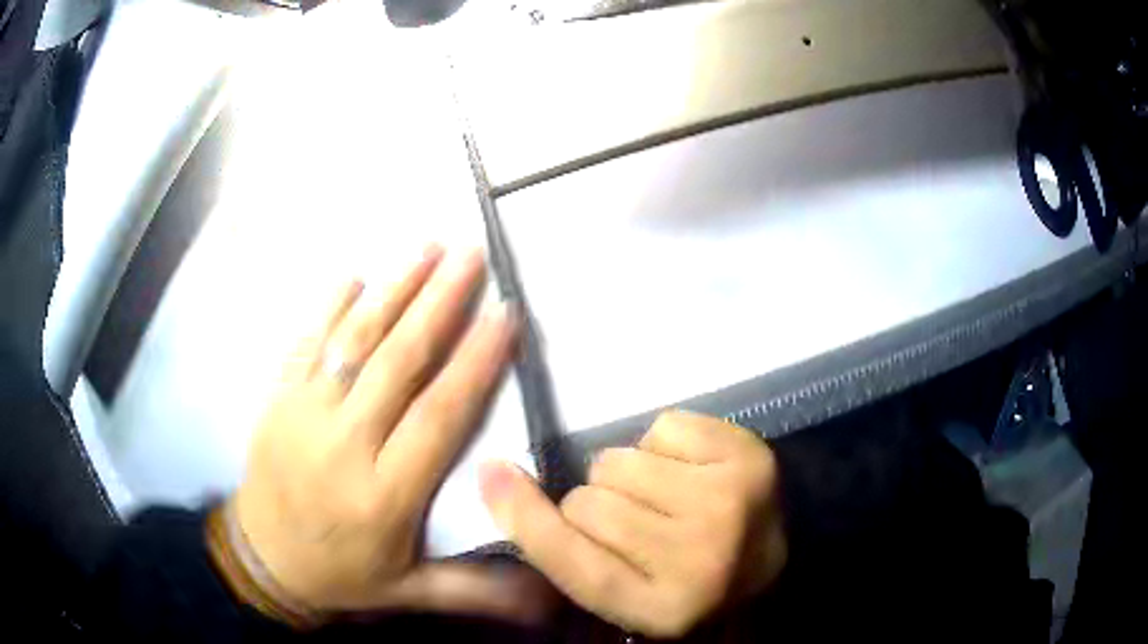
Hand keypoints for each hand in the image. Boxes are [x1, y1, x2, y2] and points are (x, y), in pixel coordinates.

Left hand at [231, 247, 548, 622]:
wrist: (262, 560)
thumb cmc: (342, 575)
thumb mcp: (411, 594)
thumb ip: (477, 591)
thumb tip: (547, 595)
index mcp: (383, 494)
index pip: (437, 417)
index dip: (474, 363)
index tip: (505, 315)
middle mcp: (344, 445)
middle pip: (396, 363)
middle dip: (438, 303)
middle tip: (471, 255)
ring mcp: (303, 415)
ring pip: (352, 343)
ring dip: (391, 291)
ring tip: (426, 248)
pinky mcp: (277, 401)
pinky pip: (305, 345)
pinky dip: (329, 308)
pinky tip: (354, 276)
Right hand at [479, 410, 786, 637]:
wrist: (768, 564)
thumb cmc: (686, 585)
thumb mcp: (624, 596)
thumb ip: (567, 557)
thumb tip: (497, 479)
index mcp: (661, 609)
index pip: (572, 557)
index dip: (525, 517)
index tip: (493, 475)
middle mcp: (700, 558)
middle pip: (589, 501)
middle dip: (595, 506)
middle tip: (631, 522)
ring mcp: (731, 501)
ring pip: (619, 459)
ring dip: (627, 475)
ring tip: (662, 497)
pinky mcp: (749, 455)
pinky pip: (662, 426)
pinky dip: (664, 445)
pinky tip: (691, 473)